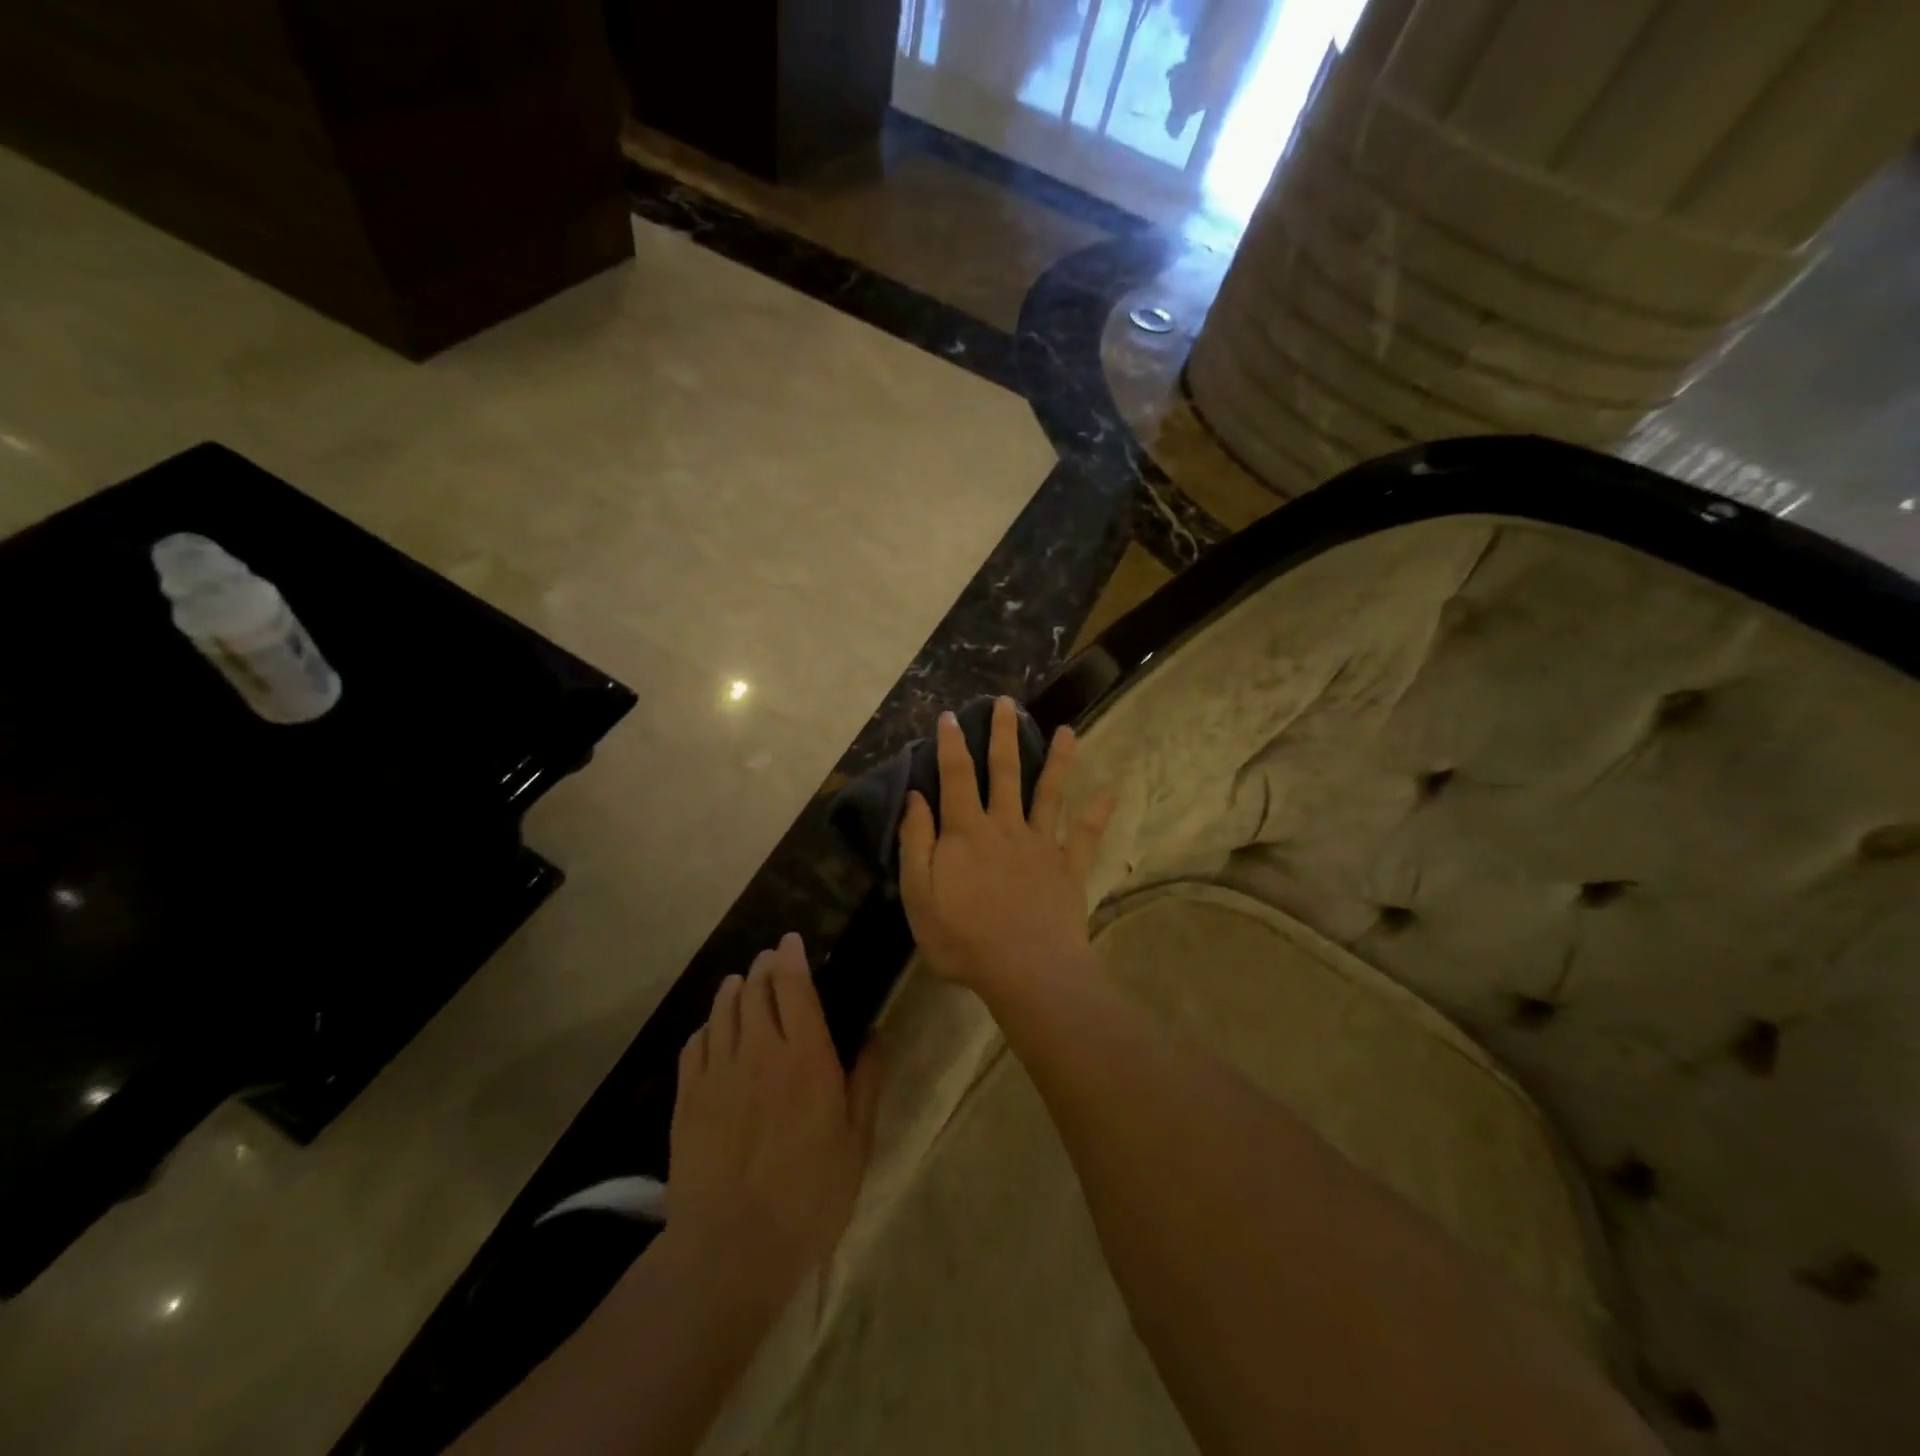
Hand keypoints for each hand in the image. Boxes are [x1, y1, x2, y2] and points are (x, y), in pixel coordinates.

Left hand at [668, 933, 882, 1290]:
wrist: (732, 1247)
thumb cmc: (810, 1195)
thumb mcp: (857, 1141)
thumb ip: (867, 1081)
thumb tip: (875, 1034)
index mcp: (805, 1056)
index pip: (794, 986)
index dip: (792, 957)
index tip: (791, 940)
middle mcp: (759, 1050)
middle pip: (755, 990)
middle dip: (763, 967)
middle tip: (770, 960)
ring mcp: (718, 1072)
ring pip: (723, 1011)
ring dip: (733, 989)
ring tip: (740, 982)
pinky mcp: (687, 1098)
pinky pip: (694, 1045)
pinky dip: (706, 1026)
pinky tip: (711, 1029)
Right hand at [899, 697, 1115, 994]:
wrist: (1026, 969)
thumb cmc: (963, 937)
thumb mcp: (919, 895)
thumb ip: (916, 843)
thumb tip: (916, 796)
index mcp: (966, 832)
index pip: (956, 777)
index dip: (951, 744)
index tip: (951, 715)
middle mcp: (1006, 826)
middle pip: (1005, 771)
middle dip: (1004, 735)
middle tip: (1007, 703)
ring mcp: (1041, 844)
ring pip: (1050, 793)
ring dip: (1058, 760)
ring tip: (1068, 731)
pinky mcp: (1068, 867)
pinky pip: (1085, 835)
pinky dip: (1098, 813)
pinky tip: (1111, 791)